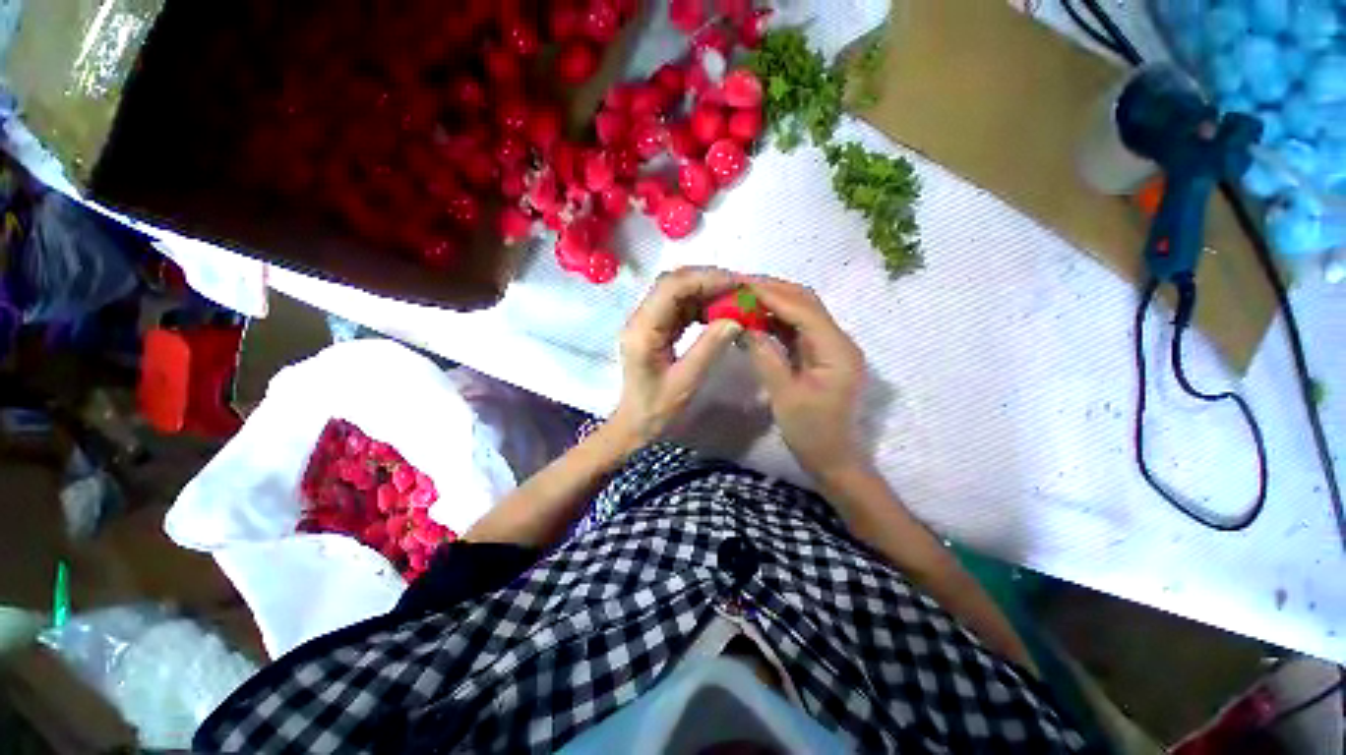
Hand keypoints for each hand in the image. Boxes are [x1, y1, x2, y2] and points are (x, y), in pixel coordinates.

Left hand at [610, 267, 742, 447]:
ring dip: (706, 291)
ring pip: (678, 292)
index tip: (737, 285)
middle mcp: (641, 318)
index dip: (706, 280)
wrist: (637, 423)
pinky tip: (719, 313)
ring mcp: (648, 321)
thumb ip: (709, 348)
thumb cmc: (657, 408)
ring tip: (734, 300)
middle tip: (740, 290)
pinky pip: (680, 306)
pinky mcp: (656, 327)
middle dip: (708, 281)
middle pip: (673, 283)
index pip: (672, 288)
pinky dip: (701, 305)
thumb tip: (735, 320)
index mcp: (643, 330)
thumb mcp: (686, 382)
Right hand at [743, 277, 867, 481]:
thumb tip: (745, 326)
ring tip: (743, 297)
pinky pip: (796, 331)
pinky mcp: (819, 356)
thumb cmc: (812, 433)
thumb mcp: (785, 396)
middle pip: (806, 304)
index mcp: (836, 350)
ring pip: (801, 314)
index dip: (771, 294)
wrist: (833, 460)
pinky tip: (755, 319)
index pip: (803, 309)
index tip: (740, 285)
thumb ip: (766, 357)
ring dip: (773, 303)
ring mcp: (829, 348)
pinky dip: (775, 322)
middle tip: (739, 286)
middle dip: (773, 291)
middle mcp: (838, 341)